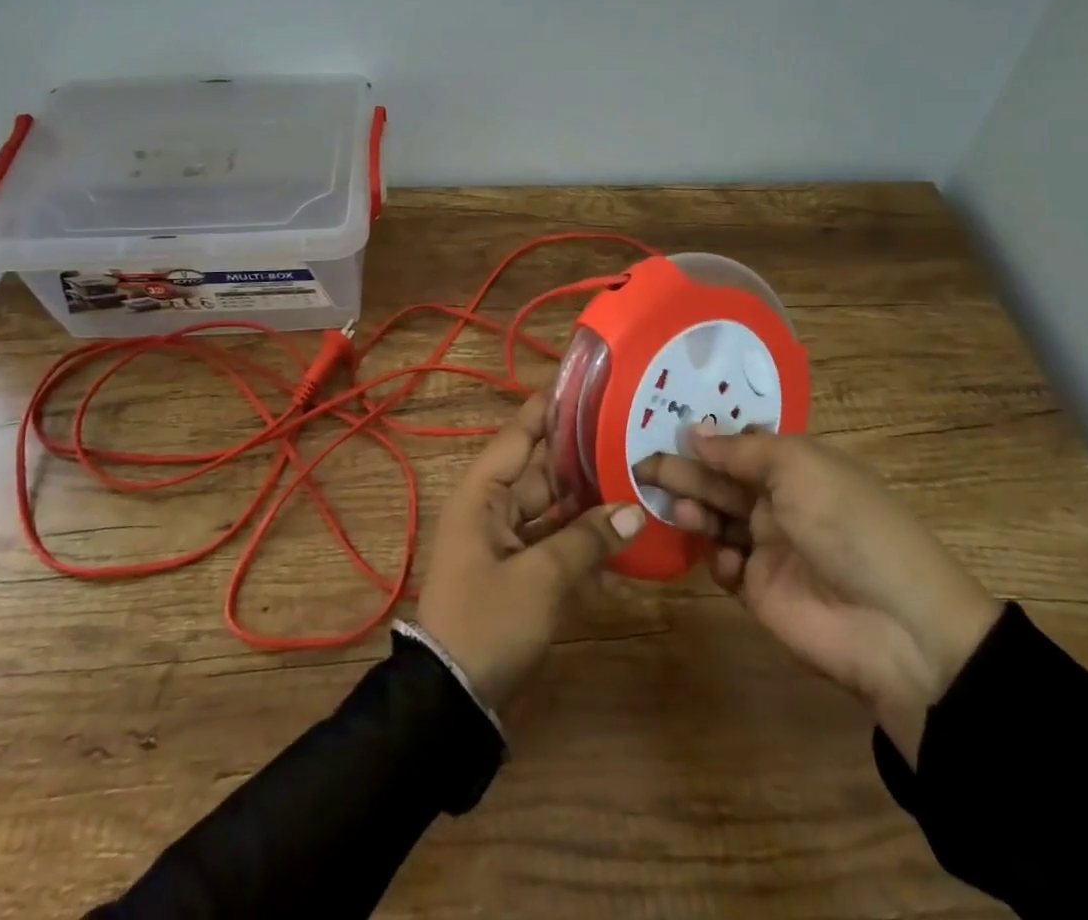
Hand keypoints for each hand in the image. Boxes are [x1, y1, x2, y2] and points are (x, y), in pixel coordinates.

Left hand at [417, 393, 646, 708]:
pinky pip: (554, 543)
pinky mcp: (519, 571)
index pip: (520, 434)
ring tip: (637, 478)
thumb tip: (634, 510)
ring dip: (589, 501)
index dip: (550, 408)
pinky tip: (623, 542)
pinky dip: (582, 542)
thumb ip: (587, 540)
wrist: (451, 702)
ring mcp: (505, 541)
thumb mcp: (541, 579)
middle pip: (542, 470)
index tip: (588, 384)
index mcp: (482, 494)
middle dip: (583, 456)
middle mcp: (492, 508)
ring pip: (553, 507)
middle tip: (632, 433)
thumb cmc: (487, 622)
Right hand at [638, 433, 1000, 762]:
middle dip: (685, 472)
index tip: (661, 428)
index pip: (740, 445)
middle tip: (643, 468)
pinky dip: (718, 561)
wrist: (898, 627)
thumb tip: (695, 431)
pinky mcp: (761, 591)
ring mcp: (769, 548)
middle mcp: (779, 502)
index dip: (704, 438)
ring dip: (695, 512)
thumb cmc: (848, 526)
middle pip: (720, 480)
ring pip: (716, 520)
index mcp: (796, 467)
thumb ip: (742, 450)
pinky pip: (725, 567)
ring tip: (680, 512)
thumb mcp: (800, 468)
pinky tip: (728, 563)